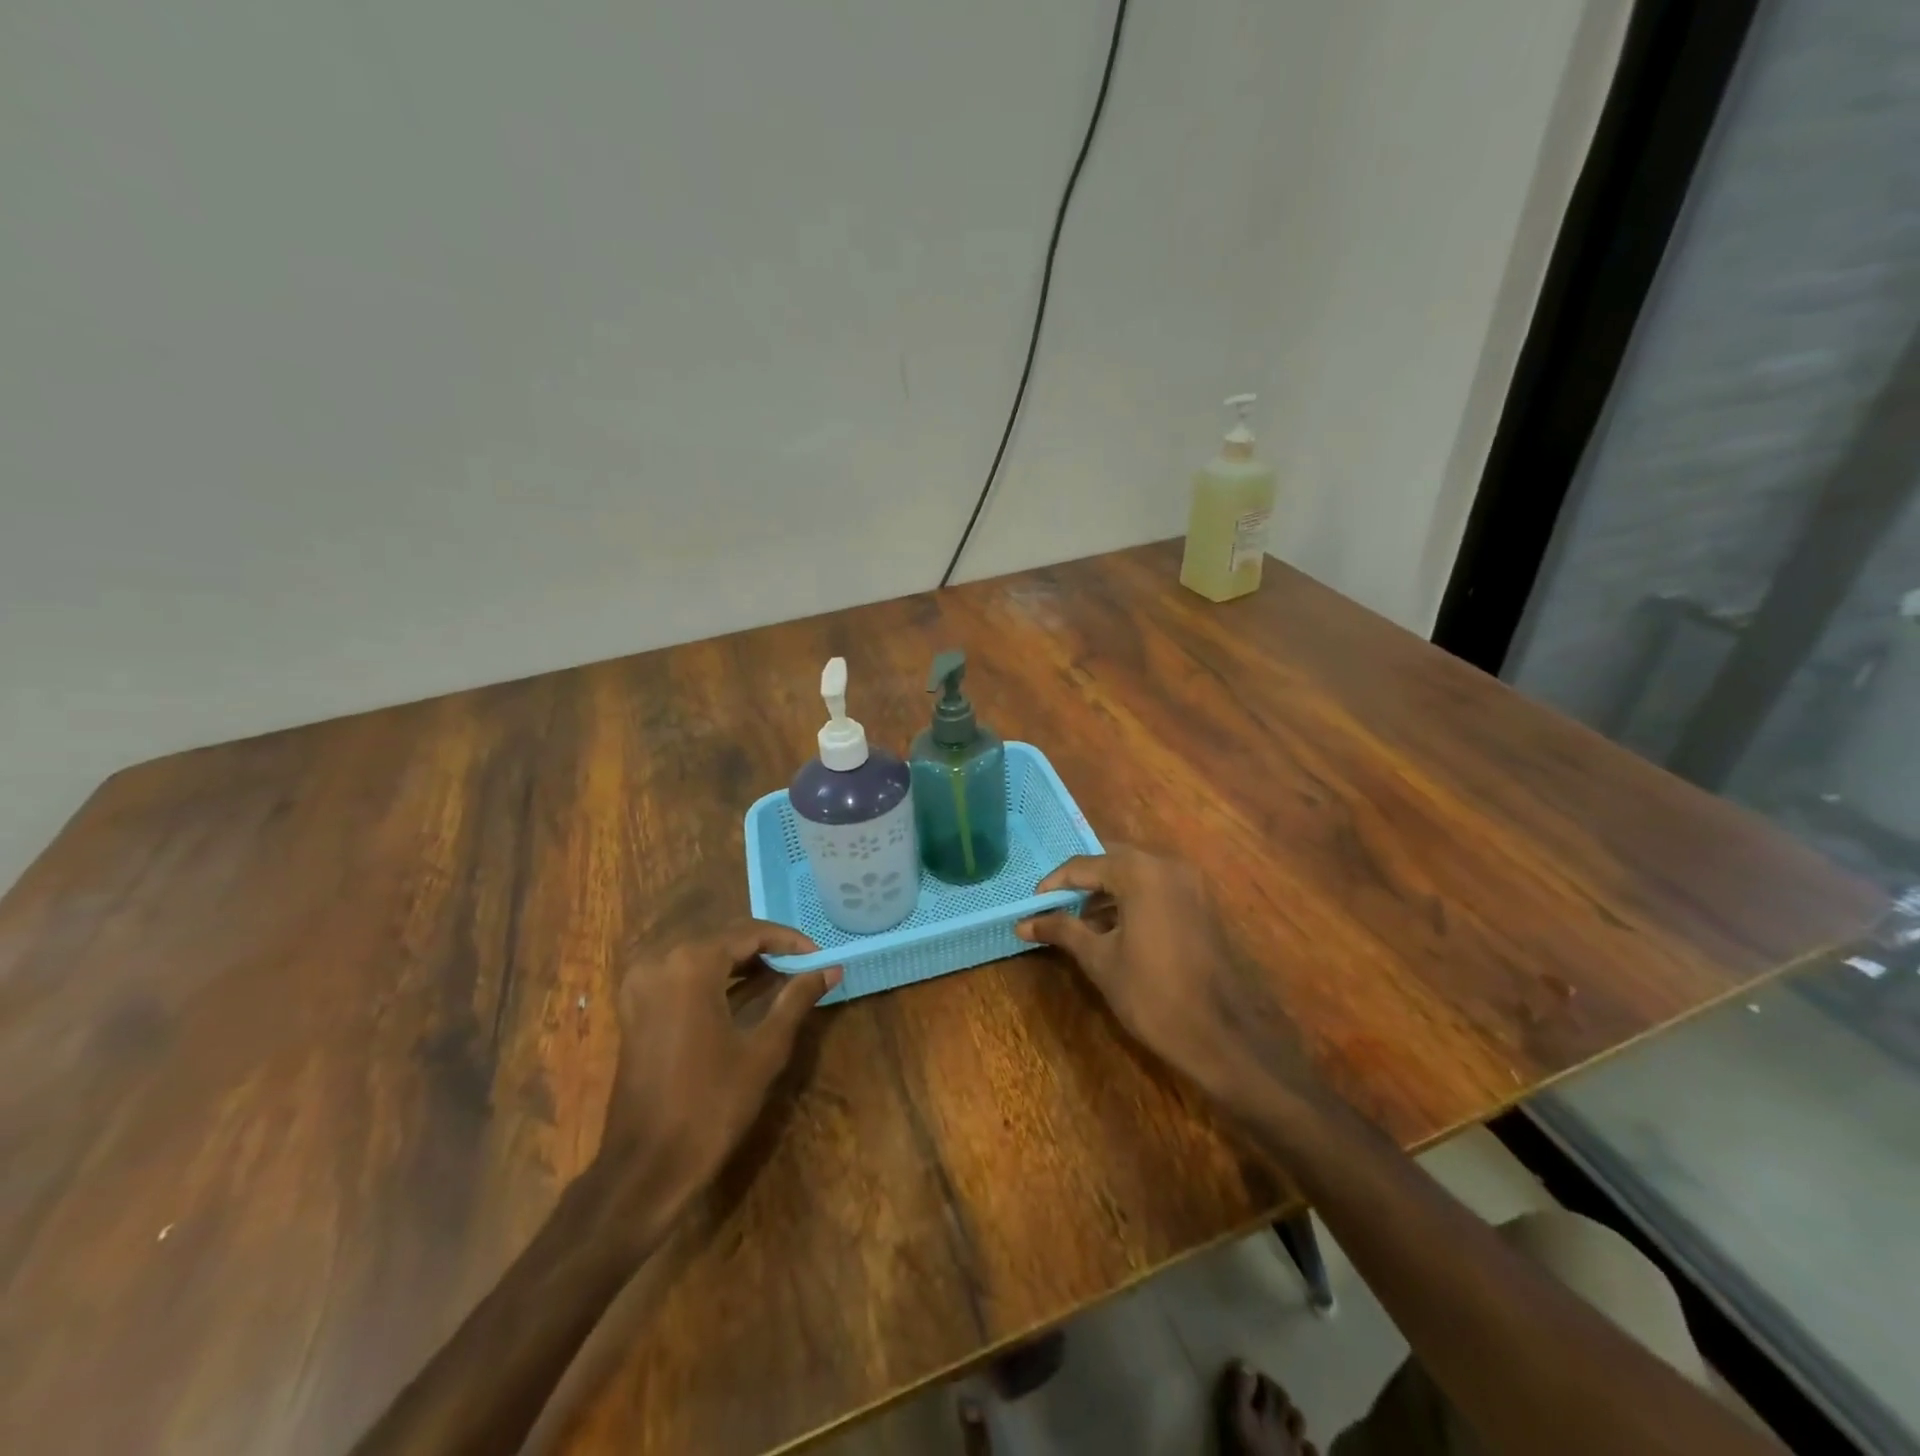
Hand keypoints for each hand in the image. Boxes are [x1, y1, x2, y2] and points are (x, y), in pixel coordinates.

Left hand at [598, 920, 840, 1220]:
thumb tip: (831, 969)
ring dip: (741, 962)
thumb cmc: (710, 1106)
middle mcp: (661, 961)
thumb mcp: (764, 1050)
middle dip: (766, 949)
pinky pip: (681, 974)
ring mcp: (641, 984)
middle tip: (805, 966)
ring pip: (702, 954)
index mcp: (691, 964)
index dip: (789, 941)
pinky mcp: (634, 1007)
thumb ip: (796, 999)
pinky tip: (742, 993)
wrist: (646, 1168)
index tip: (820, 956)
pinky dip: (714, 977)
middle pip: (724, 938)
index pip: (750, 933)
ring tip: (781, 977)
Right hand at [1016, 846, 1321, 1122]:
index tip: (1031, 906)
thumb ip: (1062, 930)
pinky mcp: (1201, 903)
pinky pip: (1156, 887)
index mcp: (1140, 873)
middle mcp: (1168, 865)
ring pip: (1135, 873)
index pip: (1083, 865)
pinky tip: (1113, 929)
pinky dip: (1131, 899)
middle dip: (1080, 883)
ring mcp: (1190, 883)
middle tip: (1053, 908)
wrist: (1222, 1035)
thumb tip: (1023, 922)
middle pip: (1111, 860)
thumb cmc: (1152, 995)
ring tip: (1078, 923)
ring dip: (1105, 891)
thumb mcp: (1099, 960)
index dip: (1053, 884)